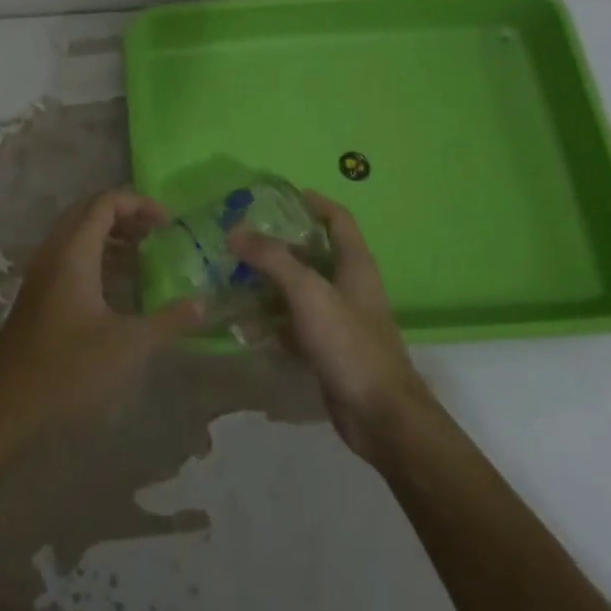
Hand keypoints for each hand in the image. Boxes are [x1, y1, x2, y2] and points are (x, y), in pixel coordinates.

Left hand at [0, 190, 203, 448]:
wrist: (7, 404)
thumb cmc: (68, 369)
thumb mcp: (128, 346)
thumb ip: (168, 321)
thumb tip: (203, 303)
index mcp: (72, 253)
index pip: (104, 203)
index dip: (139, 203)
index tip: (170, 223)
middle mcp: (53, 253)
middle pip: (88, 212)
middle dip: (125, 215)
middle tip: (158, 233)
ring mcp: (41, 274)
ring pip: (76, 235)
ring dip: (110, 237)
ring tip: (144, 255)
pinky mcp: (37, 295)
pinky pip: (68, 257)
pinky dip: (96, 257)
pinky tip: (118, 286)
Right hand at [228, 192, 426, 458]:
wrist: (379, 415)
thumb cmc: (349, 343)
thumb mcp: (308, 293)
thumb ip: (272, 259)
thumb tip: (235, 230)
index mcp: (355, 265)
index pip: (338, 219)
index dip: (313, 201)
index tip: (278, 194)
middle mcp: (348, 287)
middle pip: (313, 253)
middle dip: (278, 243)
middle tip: (240, 236)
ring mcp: (338, 320)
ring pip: (299, 290)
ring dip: (269, 282)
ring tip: (231, 274)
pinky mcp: (326, 348)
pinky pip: (293, 324)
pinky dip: (271, 320)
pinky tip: (243, 322)